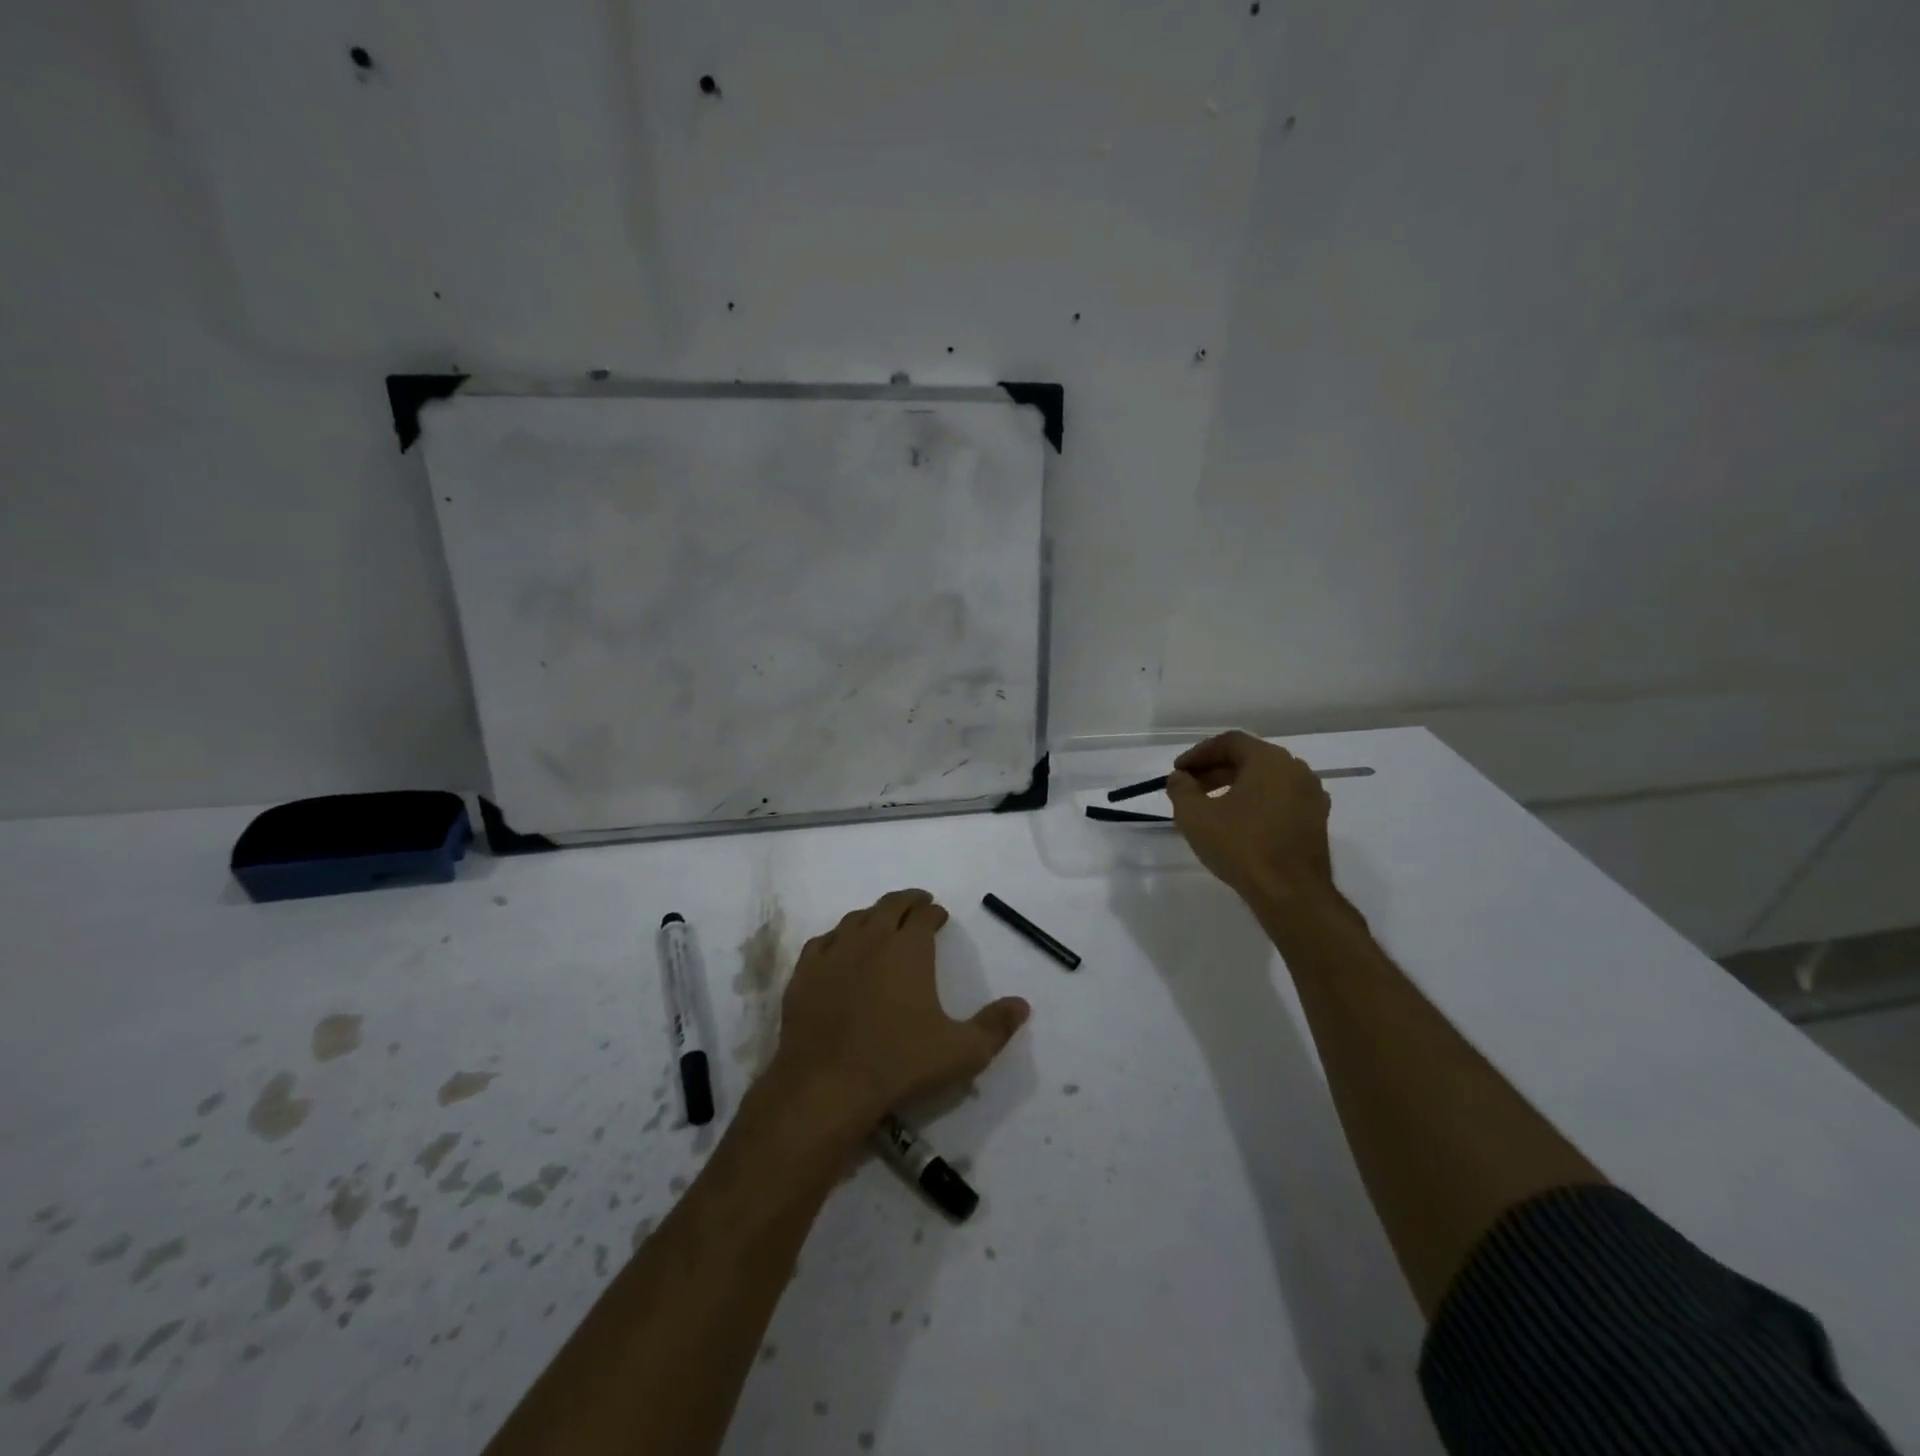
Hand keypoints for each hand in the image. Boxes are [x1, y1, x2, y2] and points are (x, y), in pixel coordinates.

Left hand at [767, 889, 1030, 1131]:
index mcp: (909, 948)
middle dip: (907, 902)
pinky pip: (823, 942)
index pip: (924, 914)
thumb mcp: (961, 1052)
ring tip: (882, 923)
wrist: (826, 1086)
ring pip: (856, 919)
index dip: (934, 912)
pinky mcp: (804, 974)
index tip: (939, 916)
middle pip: (890, 905)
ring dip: (873, 916)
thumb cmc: (899, 1064)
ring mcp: (833, 953)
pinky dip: (837, 938)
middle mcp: (871, 938)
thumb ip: (995, 1026)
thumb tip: (1022, 1004)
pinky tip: (840, 949)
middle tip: (917, 905)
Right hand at [1166, 731, 1334, 903]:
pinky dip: (1256, 801)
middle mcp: (1296, 770)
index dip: (1199, 753)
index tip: (1179, 771)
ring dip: (1235, 785)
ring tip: (1210, 806)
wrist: (1291, 893)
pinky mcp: (1316, 820)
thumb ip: (1181, 789)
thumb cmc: (1241, 846)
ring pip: (1266, 779)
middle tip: (1190, 787)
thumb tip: (1180, 778)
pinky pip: (1280, 798)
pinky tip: (1238, 822)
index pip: (1230, 742)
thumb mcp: (1195, 816)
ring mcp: (1311, 795)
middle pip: (1249, 758)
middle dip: (1215, 770)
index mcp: (1270, 760)